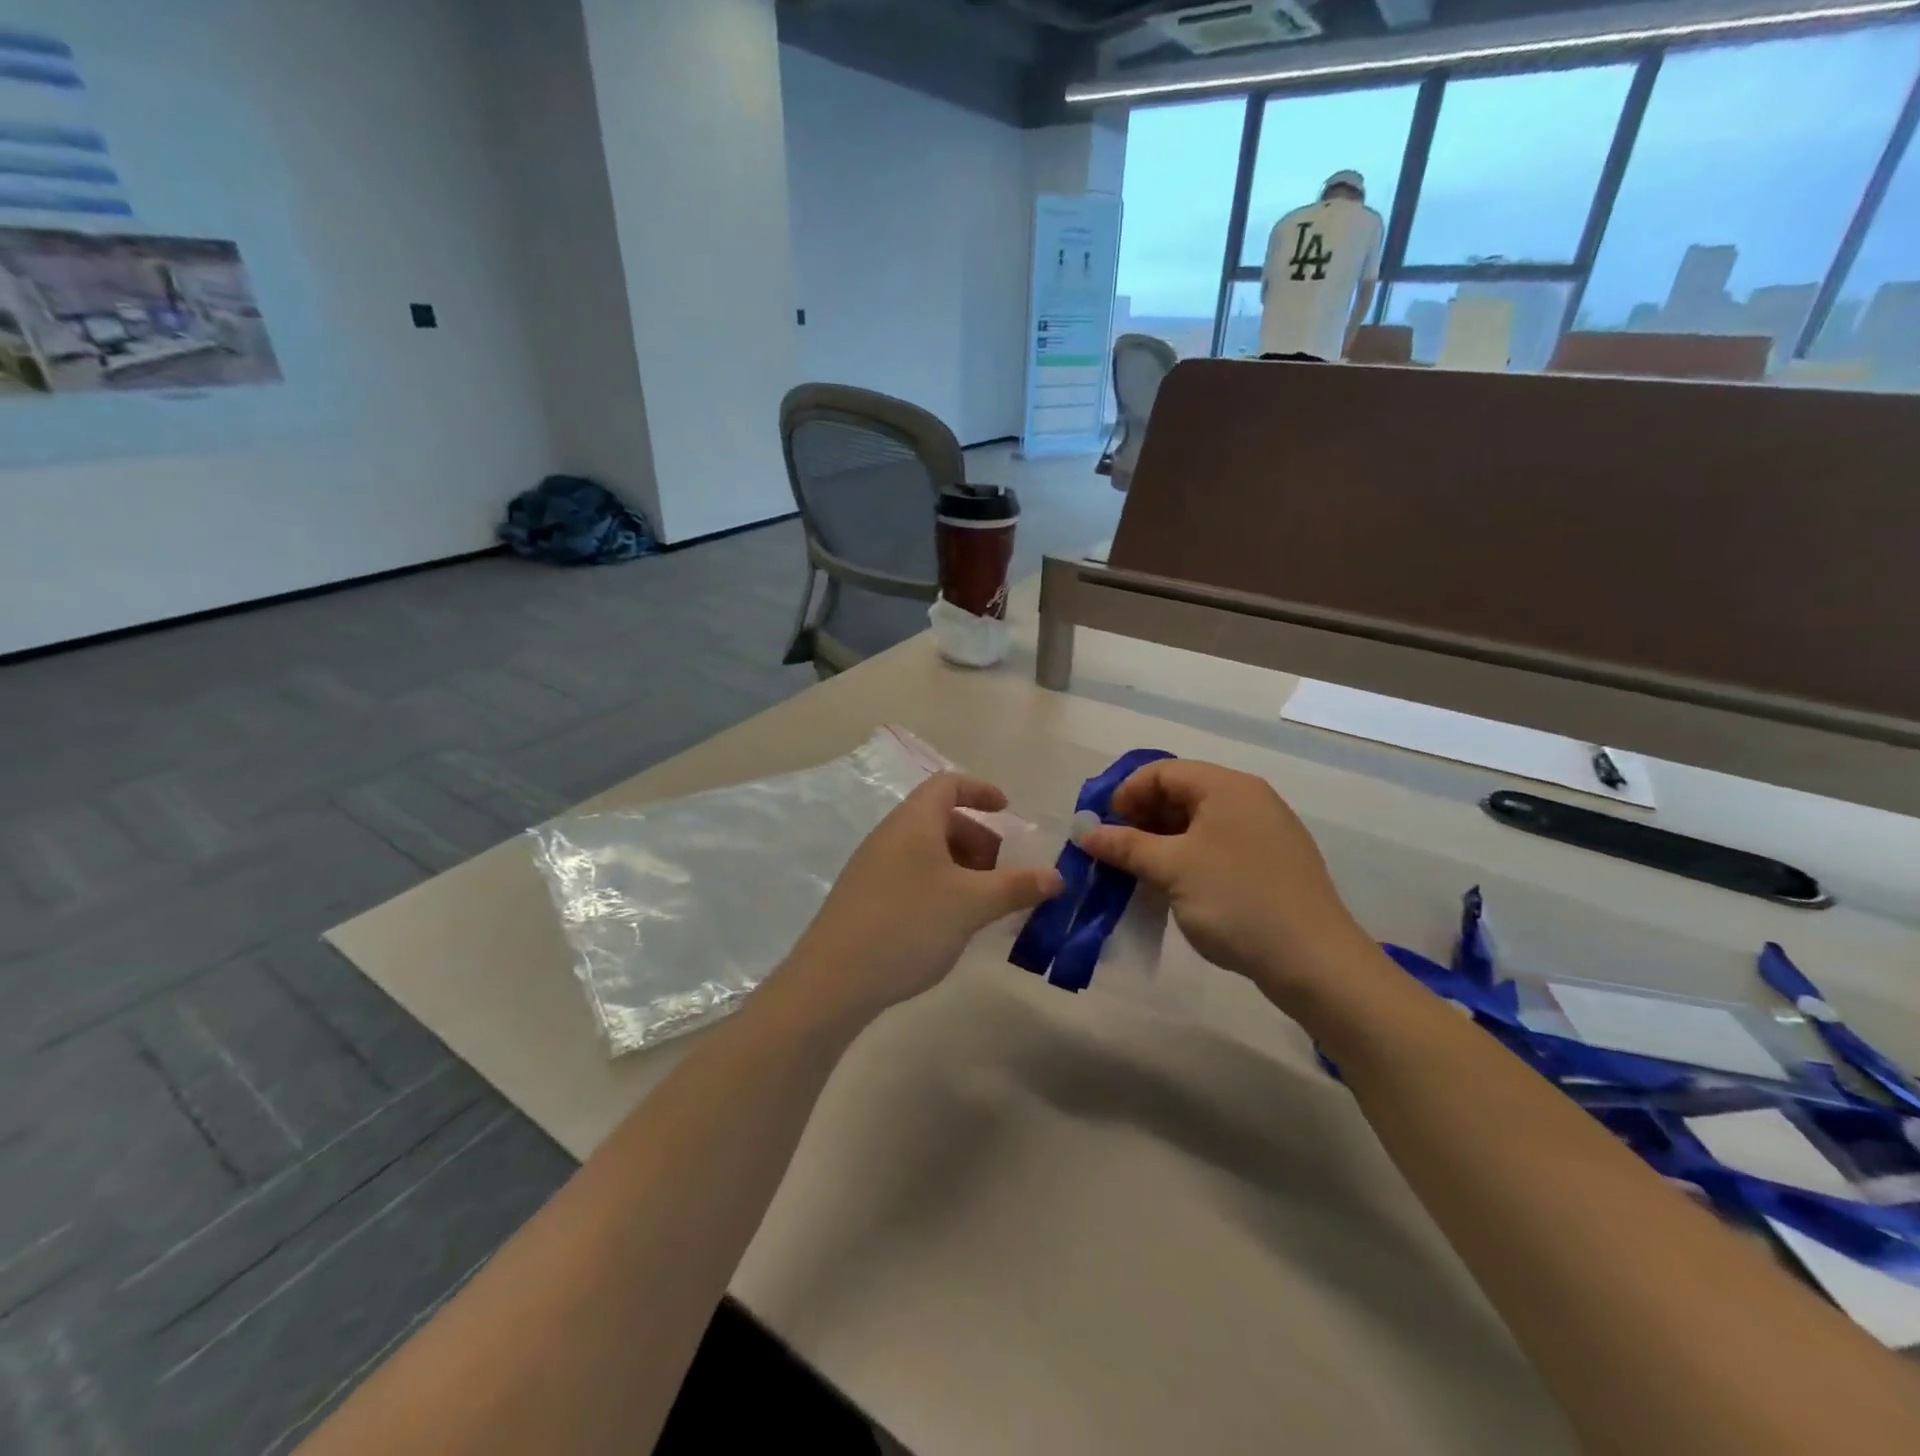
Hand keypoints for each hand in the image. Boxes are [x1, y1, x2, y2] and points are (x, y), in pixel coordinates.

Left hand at [779, 774, 1062, 1023]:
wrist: (833, 980)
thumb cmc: (908, 925)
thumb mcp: (971, 904)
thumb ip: (1016, 886)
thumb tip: (1056, 876)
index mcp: (914, 821)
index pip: (948, 784)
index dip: (981, 790)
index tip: (1008, 811)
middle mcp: (890, 835)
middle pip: (939, 818)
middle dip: (977, 839)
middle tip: (1001, 873)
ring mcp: (872, 866)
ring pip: (926, 850)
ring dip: (960, 866)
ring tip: (981, 903)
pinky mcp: (864, 897)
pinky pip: (911, 874)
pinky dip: (939, 884)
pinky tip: (949, 922)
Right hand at [1077, 760, 1376, 1008]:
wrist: (1314, 961)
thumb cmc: (1236, 901)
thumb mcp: (1171, 869)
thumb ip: (1125, 845)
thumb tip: (1086, 832)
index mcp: (1227, 787)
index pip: (1162, 771)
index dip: (1125, 794)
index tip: (1102, 827)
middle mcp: (1249, 799)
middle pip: (1182, 792)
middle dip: (1142, 817)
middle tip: (1116, 851)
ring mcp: (1265, 831)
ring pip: (1199, 822)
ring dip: (1162, 840)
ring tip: (1139, 871)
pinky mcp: (1273, 862)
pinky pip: (1218, 845)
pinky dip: (1188, 856)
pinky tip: (1174, 886)